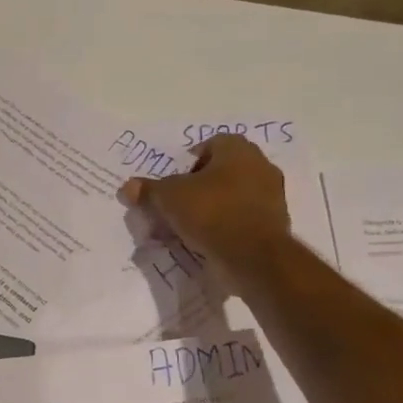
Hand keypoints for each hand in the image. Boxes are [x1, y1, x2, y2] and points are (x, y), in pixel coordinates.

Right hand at [118, 133, 290, 274]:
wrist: (253, 257)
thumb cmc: (211, 212)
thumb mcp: (169, 198)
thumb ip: (148, 190)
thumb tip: (127, 187)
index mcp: (238, 150)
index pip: (208, 146)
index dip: (186, 164)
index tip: (172, 185)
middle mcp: (260, 166)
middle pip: (219, 172)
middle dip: (196, 189)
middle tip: (175, 207)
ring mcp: (271, 196)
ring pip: (230, 197)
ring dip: (210, 209)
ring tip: (187, 228)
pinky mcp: (274, 225)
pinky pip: (241, 219)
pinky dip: (225, 227)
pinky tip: (206, 242)